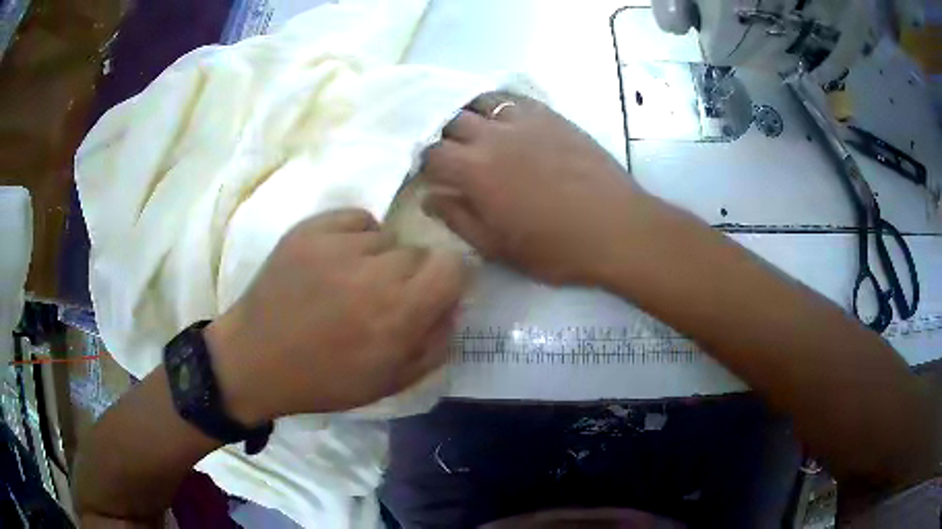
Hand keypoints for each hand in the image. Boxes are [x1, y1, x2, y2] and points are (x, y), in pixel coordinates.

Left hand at [205, 209, 466, 424]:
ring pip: (386, 237)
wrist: (255, 360)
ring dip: (379, 258)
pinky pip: (356, 219)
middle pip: (418, 252)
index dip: (447, 279)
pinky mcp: (309, 230)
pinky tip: (335, 261)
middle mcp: (373, 273)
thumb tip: (453, 305)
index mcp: (397, 315)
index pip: (452, 266)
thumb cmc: (324, 380)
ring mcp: (336, 246)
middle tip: (381, 298)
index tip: (430, 293)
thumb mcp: (390, 381)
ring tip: (350, 282)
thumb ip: (435, 344)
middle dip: (411, 275)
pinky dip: (355, 236)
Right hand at [421, 92, 649, 285]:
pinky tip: (501, 116)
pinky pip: (513, 98)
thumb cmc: (555, 247)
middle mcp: (493, 136)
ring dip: (466, 112)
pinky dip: (498, 104)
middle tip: (446, 150)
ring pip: (480, 101)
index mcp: (475, 171)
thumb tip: (430, 197)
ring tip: (469, 127)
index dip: (424, 161)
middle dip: (440, 133)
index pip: (431, 153)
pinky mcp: (550, 116)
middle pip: (450, 120)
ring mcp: (523, 120)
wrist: (616, 228)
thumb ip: (458, 219)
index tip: (428, 172)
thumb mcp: (498, 247)